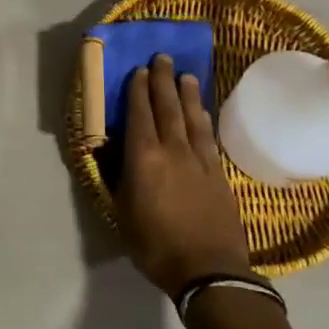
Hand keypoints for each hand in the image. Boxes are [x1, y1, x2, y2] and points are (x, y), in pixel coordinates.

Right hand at [115, 54, 253, 296]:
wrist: (209, 270)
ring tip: (185, 75)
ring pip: (191, 118)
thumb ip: (117, 178)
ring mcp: (200, 161)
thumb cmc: (155, 245)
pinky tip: (202, 112)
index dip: (138, 91)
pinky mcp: (219, 174)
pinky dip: (203, 119)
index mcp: (144, 159)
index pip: (140, 115)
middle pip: (167, 108)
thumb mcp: (123, 213)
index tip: (138, 71)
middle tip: (162, 58)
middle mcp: (173, 151)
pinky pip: (208, 137)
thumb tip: (109, 151)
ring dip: (186, 94)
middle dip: (162, 81)